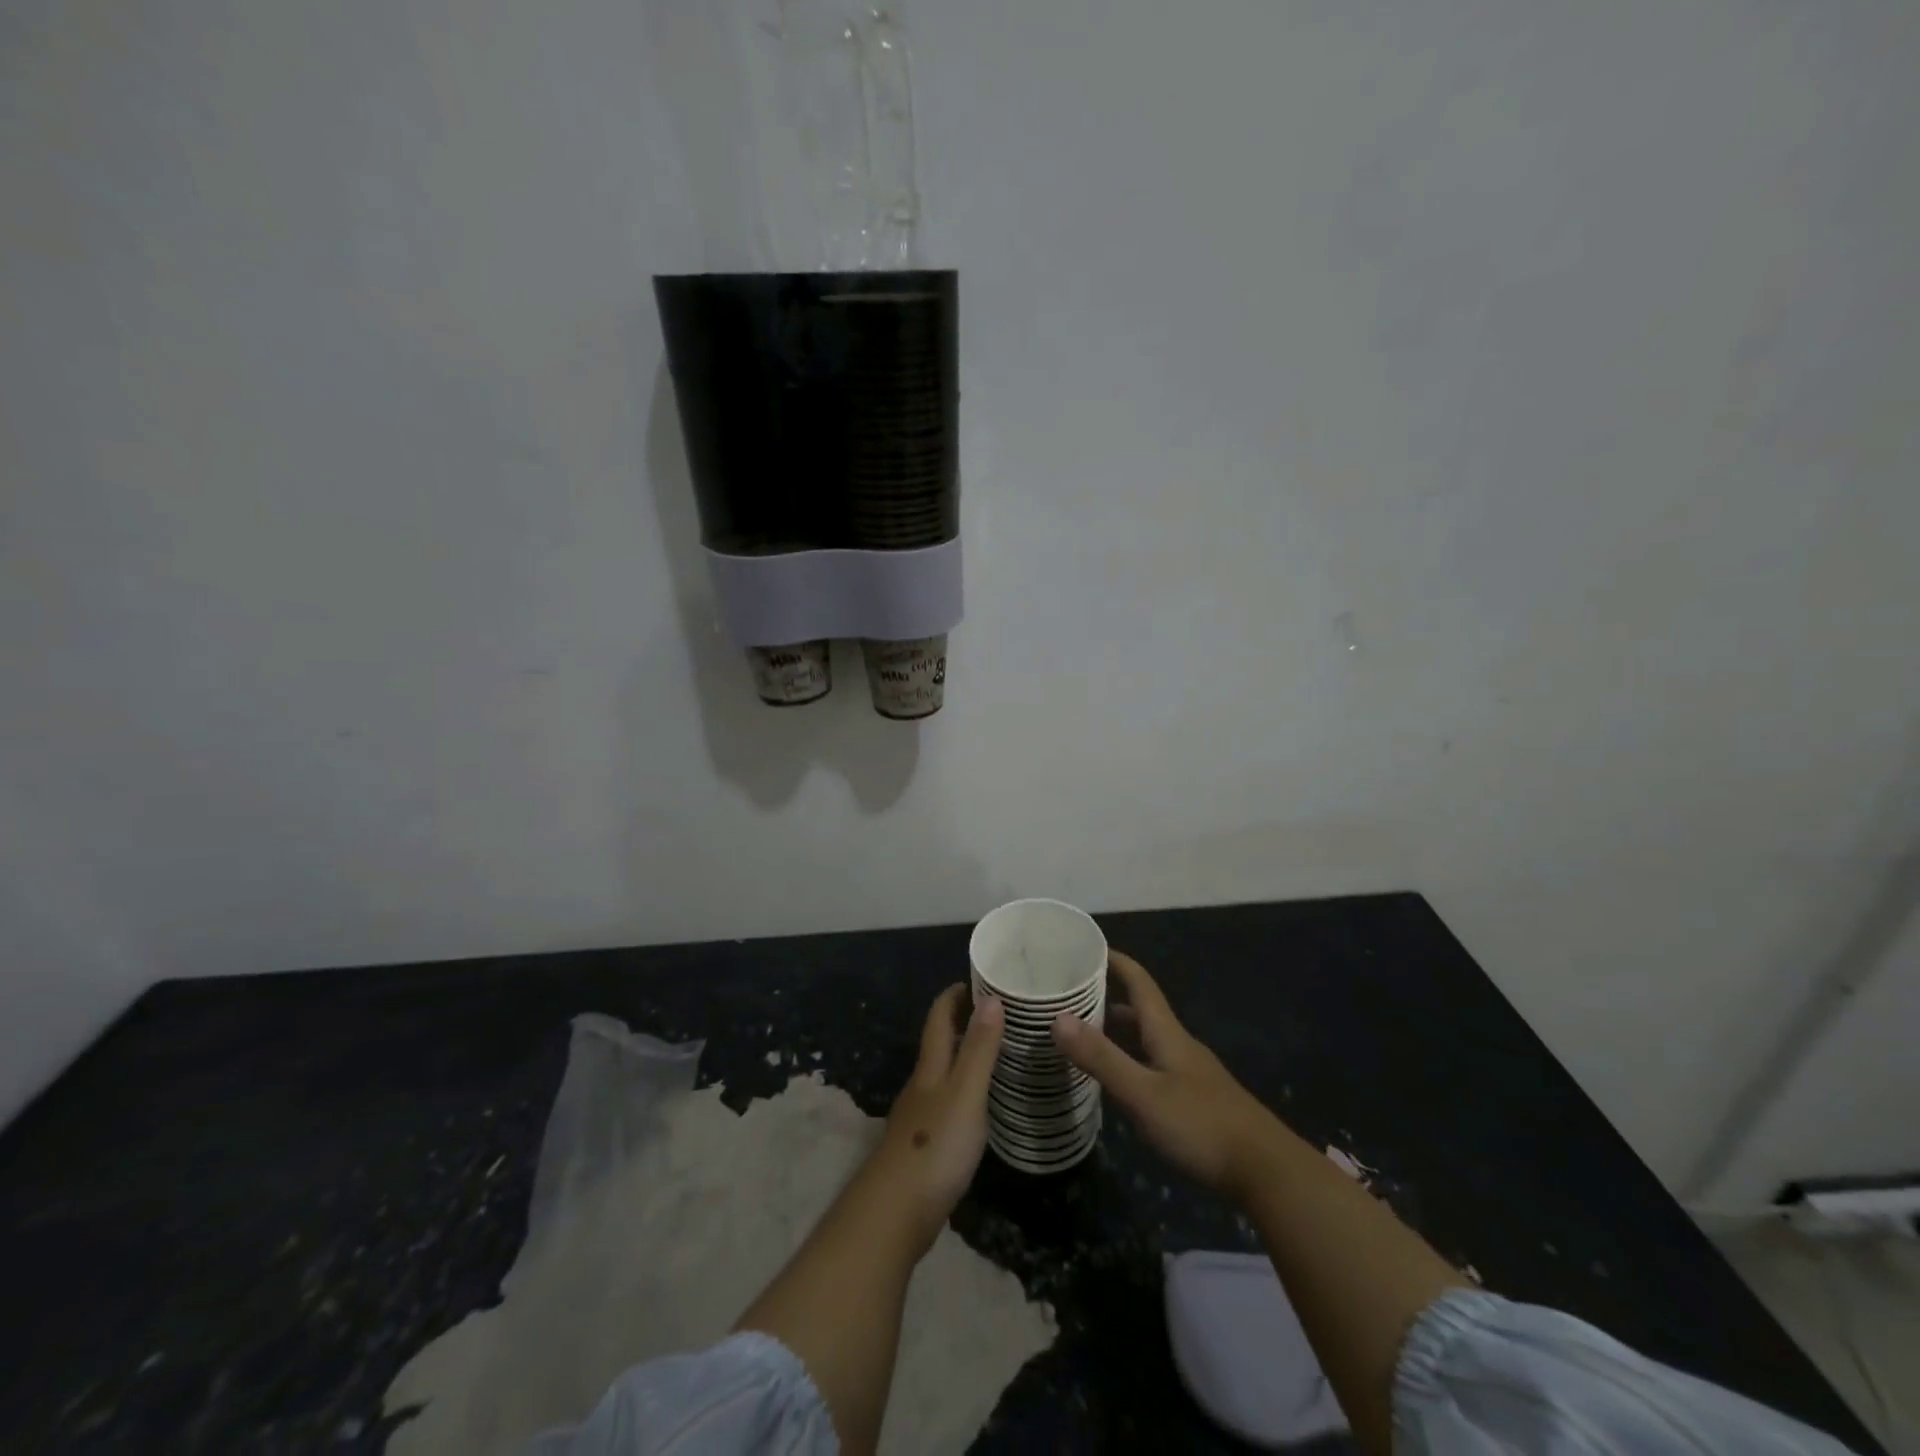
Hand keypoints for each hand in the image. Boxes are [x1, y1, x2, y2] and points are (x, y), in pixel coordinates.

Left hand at [868, 985, 1004, 1244]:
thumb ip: (979, 1049)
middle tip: (998, 1011)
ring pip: (941, 1073)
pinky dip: (963, 1090)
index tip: (978, 979)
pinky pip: (946, 1102)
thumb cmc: (935, 1146)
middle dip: (961, 1021)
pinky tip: (979, 1104)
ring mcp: (919, 1117)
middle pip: (938, 1043)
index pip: (938, 1017)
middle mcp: (921, 1085)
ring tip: (996, 1052)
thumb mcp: (965, 1093)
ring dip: (963, 1056)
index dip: (953, 995)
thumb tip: (991, 997)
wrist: (894, 1213)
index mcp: (930, 1067)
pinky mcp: (923, 1146)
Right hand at [1052, 951, 1280, 1197]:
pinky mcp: (1197, 1101)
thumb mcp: (1143, 1094)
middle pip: (1141, 1011)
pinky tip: (1118, 1083)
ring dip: (1118, 1032)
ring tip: (1083, 1038)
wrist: (1268, 1173)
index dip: (1116, 961)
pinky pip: (1154, 1066)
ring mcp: (1191, 1074)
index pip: (1139, 983)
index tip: (1087, 948)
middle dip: (1107, 999)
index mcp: (1167, 1033)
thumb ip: (1101, 1058)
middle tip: (1069, 998)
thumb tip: (1057, 1018)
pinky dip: (1130, 1061)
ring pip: (1148, 1041)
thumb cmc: (1201, 1125)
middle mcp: (1179, 1046)